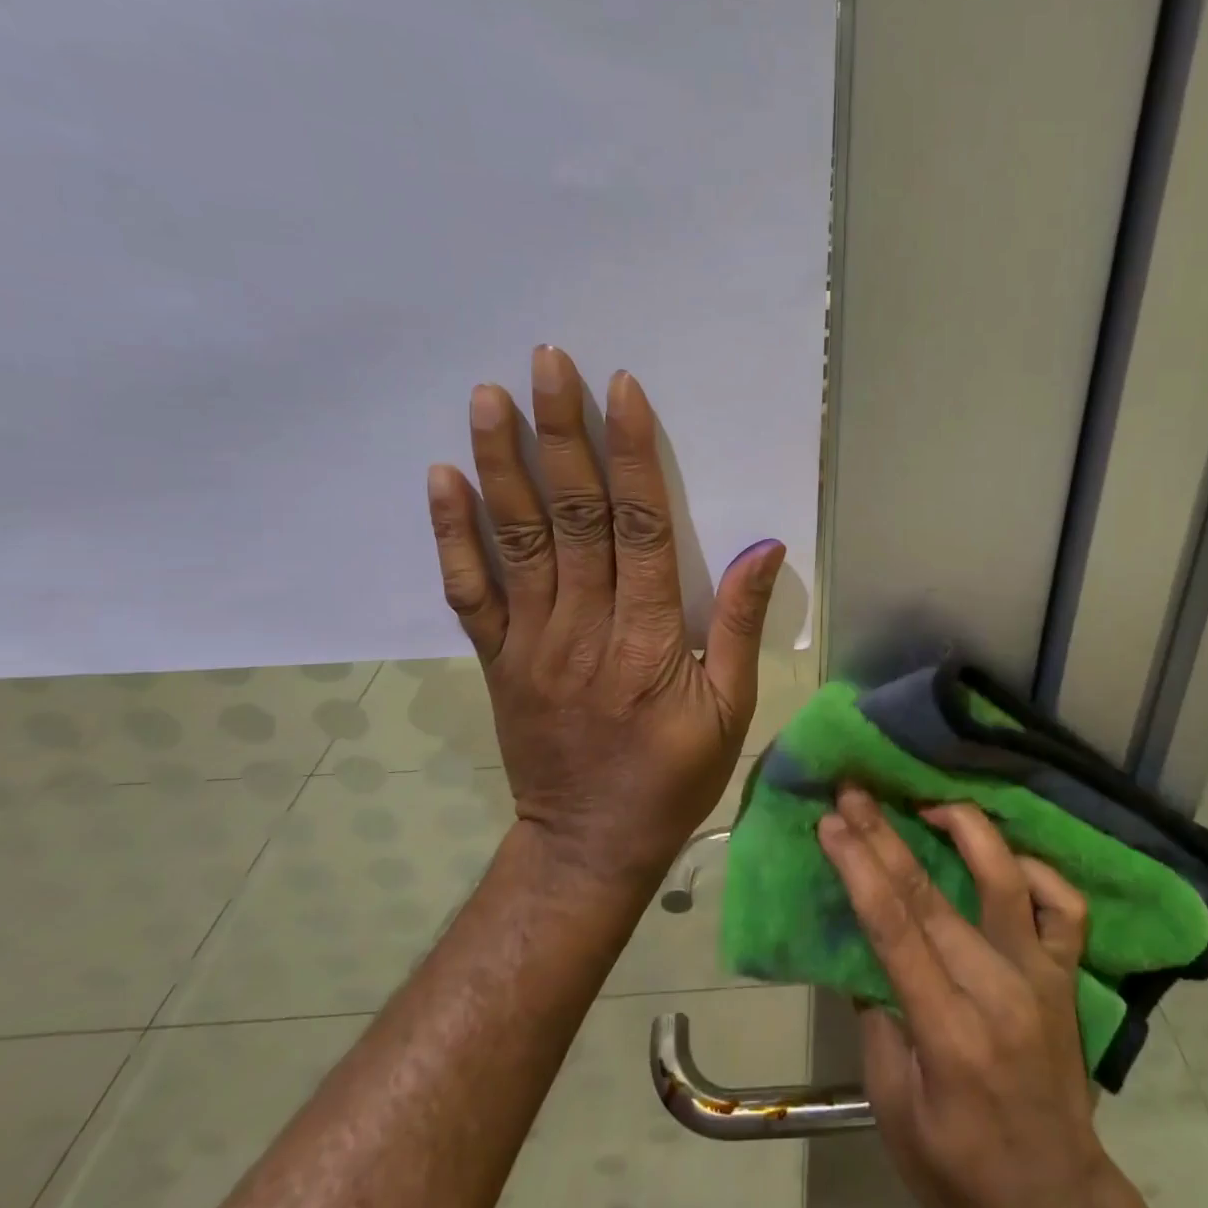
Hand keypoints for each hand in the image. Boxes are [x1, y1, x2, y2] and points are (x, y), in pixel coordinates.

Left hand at [425, 345, 784, 883]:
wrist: (588, 845)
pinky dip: (452, 534)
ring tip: (489, 397)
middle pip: (573, 515)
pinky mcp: (497, 659)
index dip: (631, 455)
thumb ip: (742, 625)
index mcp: (649, 639)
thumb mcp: (732, 710)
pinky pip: (469, 591)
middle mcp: (584, 627)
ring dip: (501, 464)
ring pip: (516, 539)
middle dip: (562, 434)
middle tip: (547, 362)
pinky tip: (442, 478)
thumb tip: (765, 547)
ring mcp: (531, 641)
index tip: (620, 390)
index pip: (639, 528)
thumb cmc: (672, 777)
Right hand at [817, 789, 1180, 1207]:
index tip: (831, 823)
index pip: (895, 929)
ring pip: (1006, 880)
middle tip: (854, 793)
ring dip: (964, 830)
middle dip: (886, 836)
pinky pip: (1064, 906)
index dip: (859, 868)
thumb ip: (877, 1025)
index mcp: (950, 1032)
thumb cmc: (961, 1169)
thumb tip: (866, 952)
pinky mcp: (1068, 976)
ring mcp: (1042, 977)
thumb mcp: (895, 1113)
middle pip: (934, 895)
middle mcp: (1001, 991)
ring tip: (928, 803)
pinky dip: (1037, 869)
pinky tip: (1005, 857)